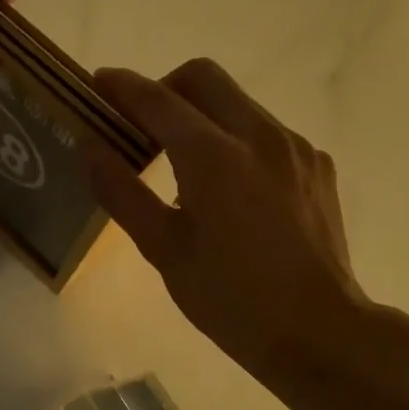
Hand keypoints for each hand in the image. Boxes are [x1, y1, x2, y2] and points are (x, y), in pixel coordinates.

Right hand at [89, 60, 403, 391]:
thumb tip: (89, 148)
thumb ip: (121, 191)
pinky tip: (233, 189)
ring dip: (203, 114)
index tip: (99, 83)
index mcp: (214, 156)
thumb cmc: (230, 298)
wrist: (320, 332)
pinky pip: (266, 130)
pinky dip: (237, 139)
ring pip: (238, 101)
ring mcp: (294, 146)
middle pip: (203, 77)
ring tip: (187, 166)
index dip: (122, 86)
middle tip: (144, 126)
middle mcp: (259, 134)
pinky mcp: (316, 164)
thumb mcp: (163, 249)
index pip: (158, 99)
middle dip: (165, 88)